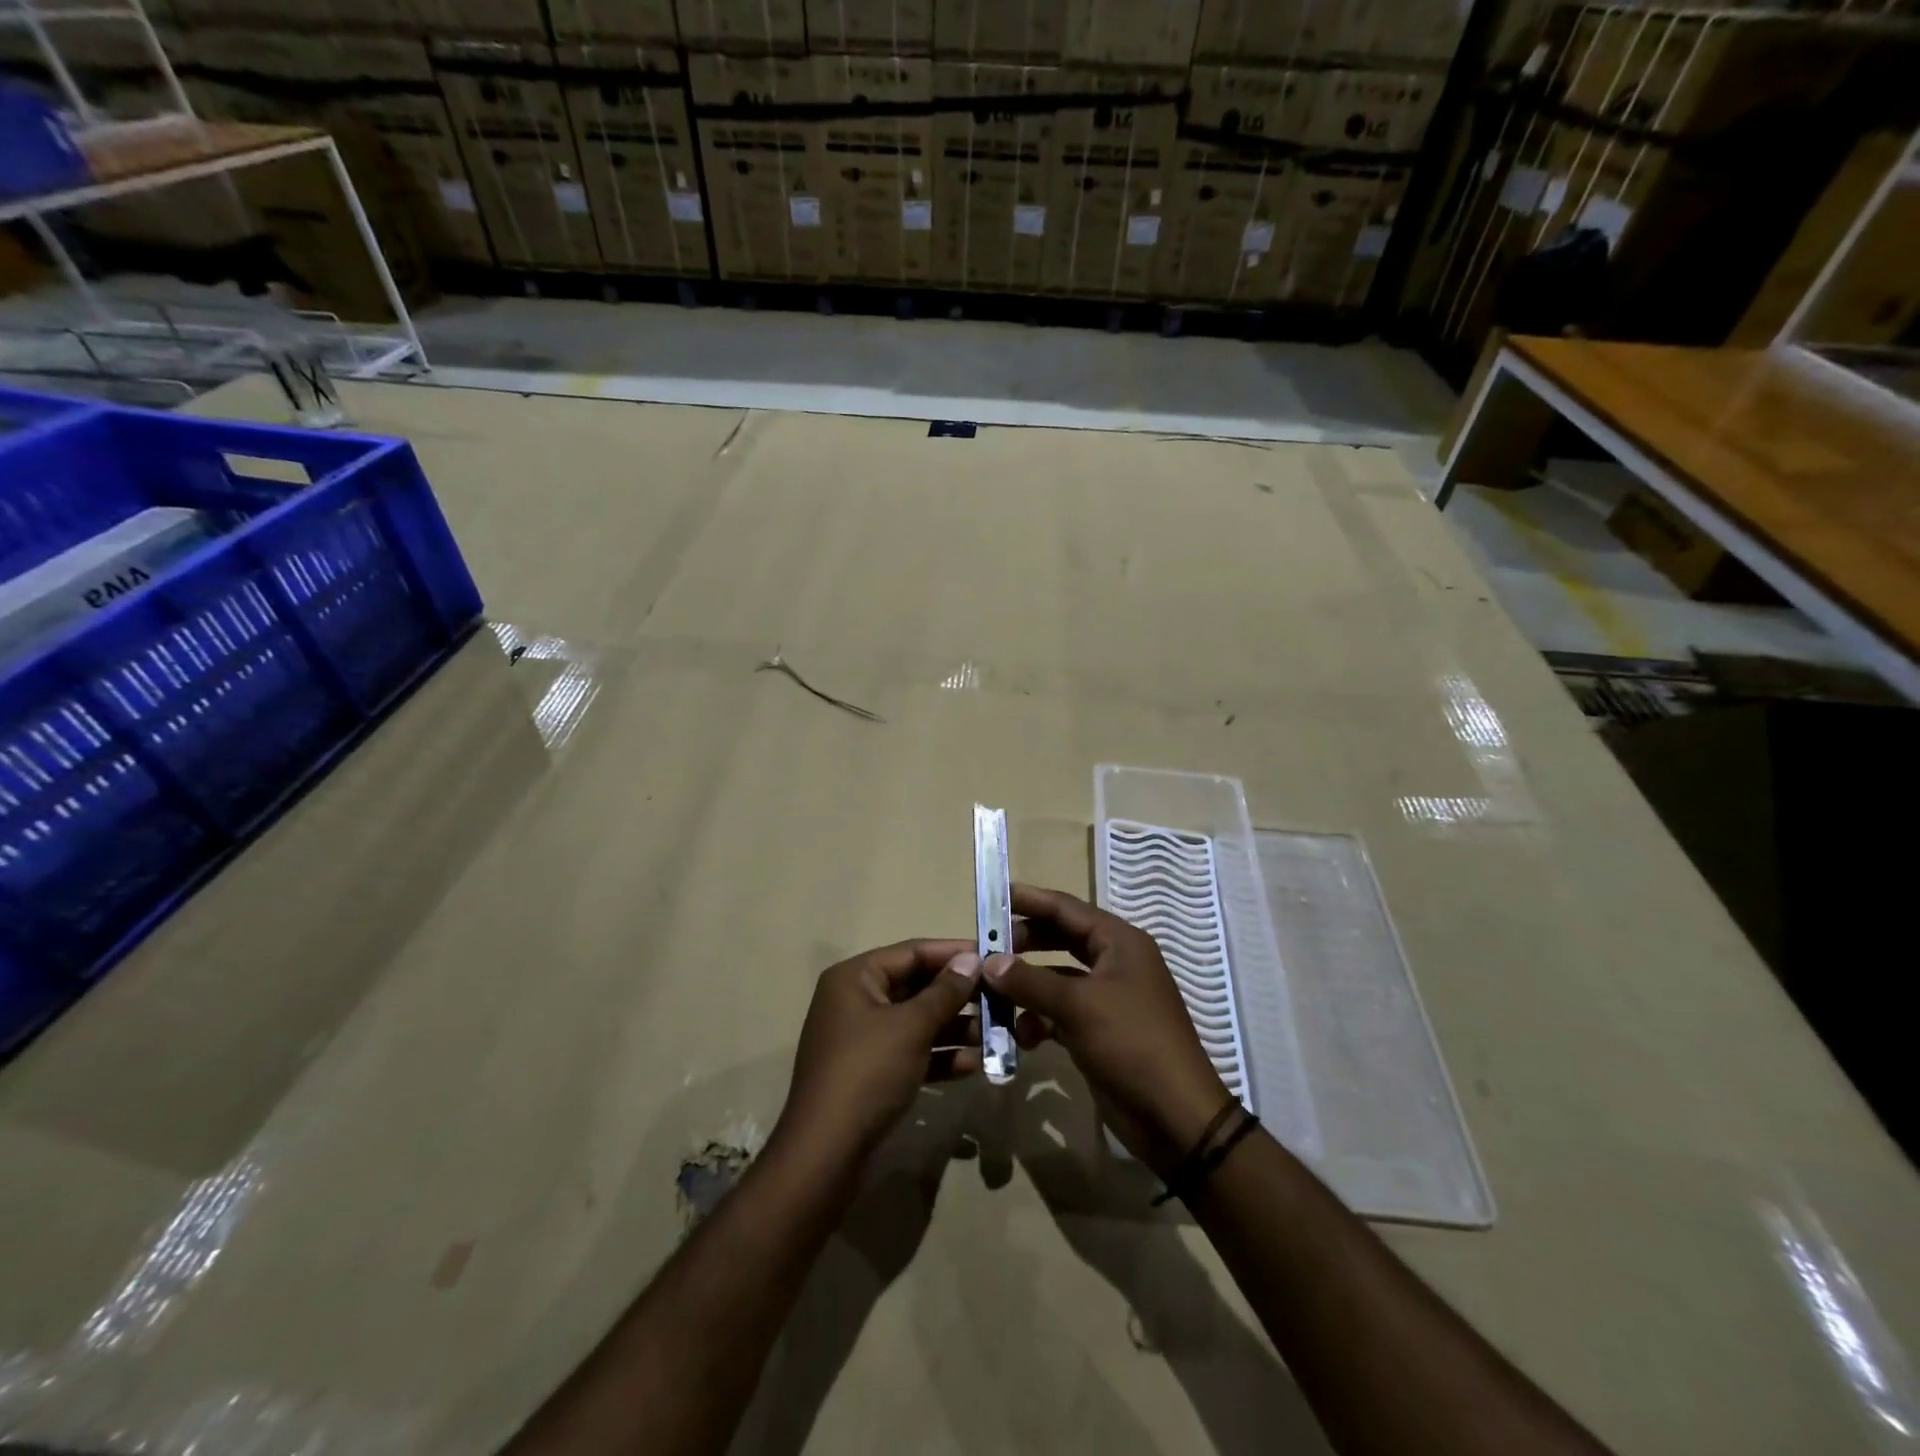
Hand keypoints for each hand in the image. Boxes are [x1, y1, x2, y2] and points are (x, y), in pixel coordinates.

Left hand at [776, 940, 984, 1170]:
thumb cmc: (868, 1073)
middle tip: (1000, 997)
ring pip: (916, 1021)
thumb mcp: (911, 1027)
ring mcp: (862, 1038)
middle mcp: (856, 1000)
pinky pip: (910, 1052)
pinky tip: (973, 1065)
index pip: (911, 952)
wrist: (826, 1154)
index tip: (992, 955)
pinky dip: (938, 1056)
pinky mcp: (870, 1073)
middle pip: (915, 986)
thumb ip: (945, 991)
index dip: (952, 953)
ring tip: (995, 1034)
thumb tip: (972, 959)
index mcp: (855, 978)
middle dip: (957, 994)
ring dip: (954, 1027)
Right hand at [987, 885, 1232, 1176]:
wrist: (1175, 1117)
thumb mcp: (1078, 1006)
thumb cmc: (1132, 1044)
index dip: (1028, 899)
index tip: (991, 894)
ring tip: (992, 994)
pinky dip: (1039, 1019)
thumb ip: (1030, 981)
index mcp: (1119, 942)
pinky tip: (1021, 1036)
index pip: (1066, 908)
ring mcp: (1108, 997)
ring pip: (1057, 977)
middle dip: (1023, 943)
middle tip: (985, 947)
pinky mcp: (1100, 1030)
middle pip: (1060, 938)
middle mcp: (1114, 962)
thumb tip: (988, 962)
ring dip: (1027, 986)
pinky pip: (1061, 1011)